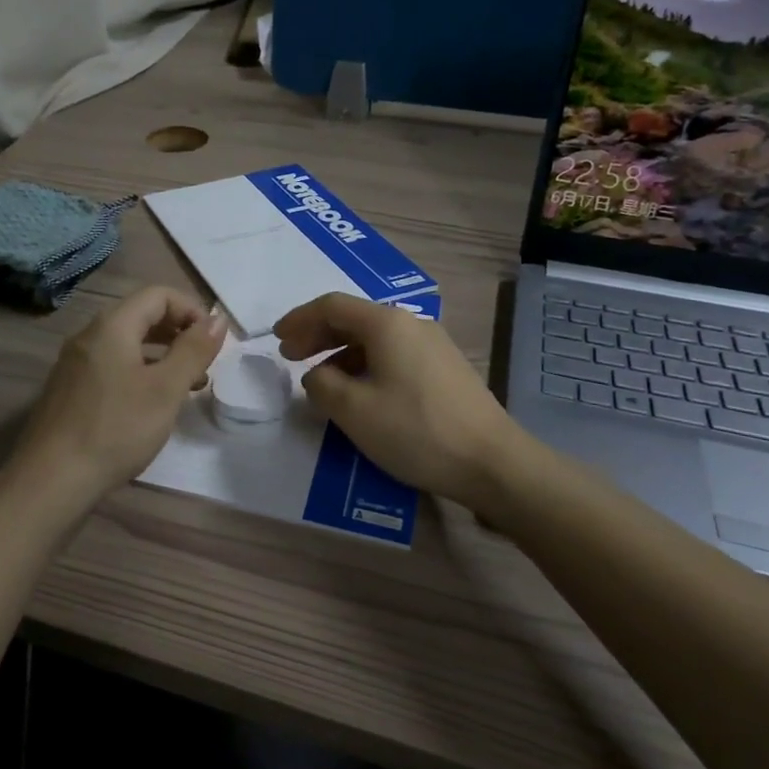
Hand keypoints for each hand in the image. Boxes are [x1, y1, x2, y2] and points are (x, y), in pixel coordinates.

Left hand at [10, 285, 226, 511]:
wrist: (51, 480)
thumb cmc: (116, 429)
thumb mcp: (166, 389)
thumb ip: (194, 350)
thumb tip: (217, 318)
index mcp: (112, 326)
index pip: (158, 295)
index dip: (191, 310)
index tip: (213, 342)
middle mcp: (90, 336)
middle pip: (141, 316)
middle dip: (179, 333)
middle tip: (204, 364)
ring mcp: (76, 364)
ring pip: (128, 344)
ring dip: (163, 356)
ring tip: (189, 386)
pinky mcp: (71, 390)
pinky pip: (113, 366)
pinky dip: (141, 373)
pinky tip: (153, 404)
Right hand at [275, 293, 520, 507]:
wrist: (491, 462)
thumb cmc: (416, 430)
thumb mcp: (354, 410)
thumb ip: (322, 385)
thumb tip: (317, 375)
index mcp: (386, 324)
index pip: (332, 306)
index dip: (299, 319)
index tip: (277, 339)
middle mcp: (411, 323)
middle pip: (354, 318)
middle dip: (317, 334)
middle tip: (291, 357)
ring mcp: (433, 345)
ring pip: (374, 338)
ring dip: (341, 352)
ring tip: (321, 379)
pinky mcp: (444, 368)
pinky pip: (393, 354)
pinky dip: (365, 364)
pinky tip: (360, 392)